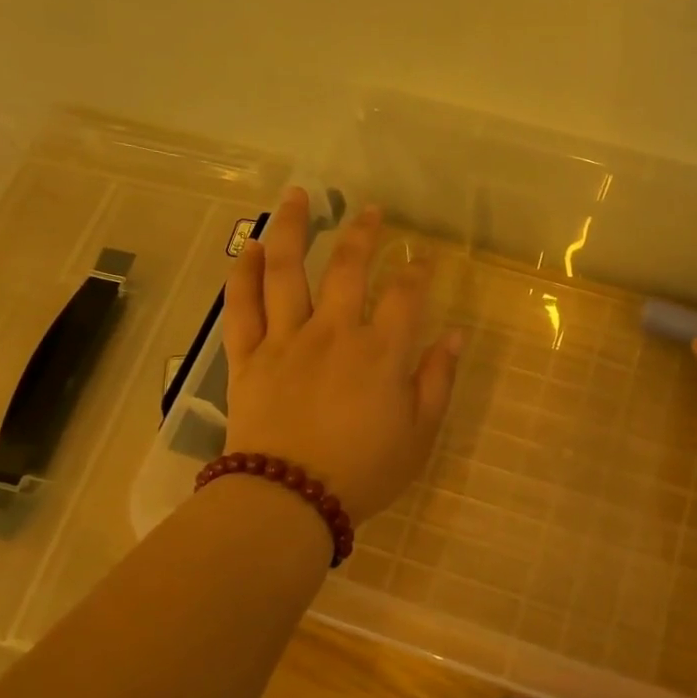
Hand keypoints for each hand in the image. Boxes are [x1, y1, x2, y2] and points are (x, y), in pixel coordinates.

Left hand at [221, 187, 462, 522]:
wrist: (289, 501)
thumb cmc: (363, 472)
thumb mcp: (419, 434)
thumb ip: (437, 380)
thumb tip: (454, 335)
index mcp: (380, 352)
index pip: (405, 294)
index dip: (418, 270)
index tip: (424, 258)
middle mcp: (333, 332)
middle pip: (346, 267)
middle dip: (362, 233)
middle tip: (371, 211)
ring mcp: (285, 341)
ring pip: (285, 271)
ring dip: (292, 228)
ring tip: (297, 195)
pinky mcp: (248, 358)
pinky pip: (242, 308)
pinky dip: (242, 274)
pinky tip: (247, 247)